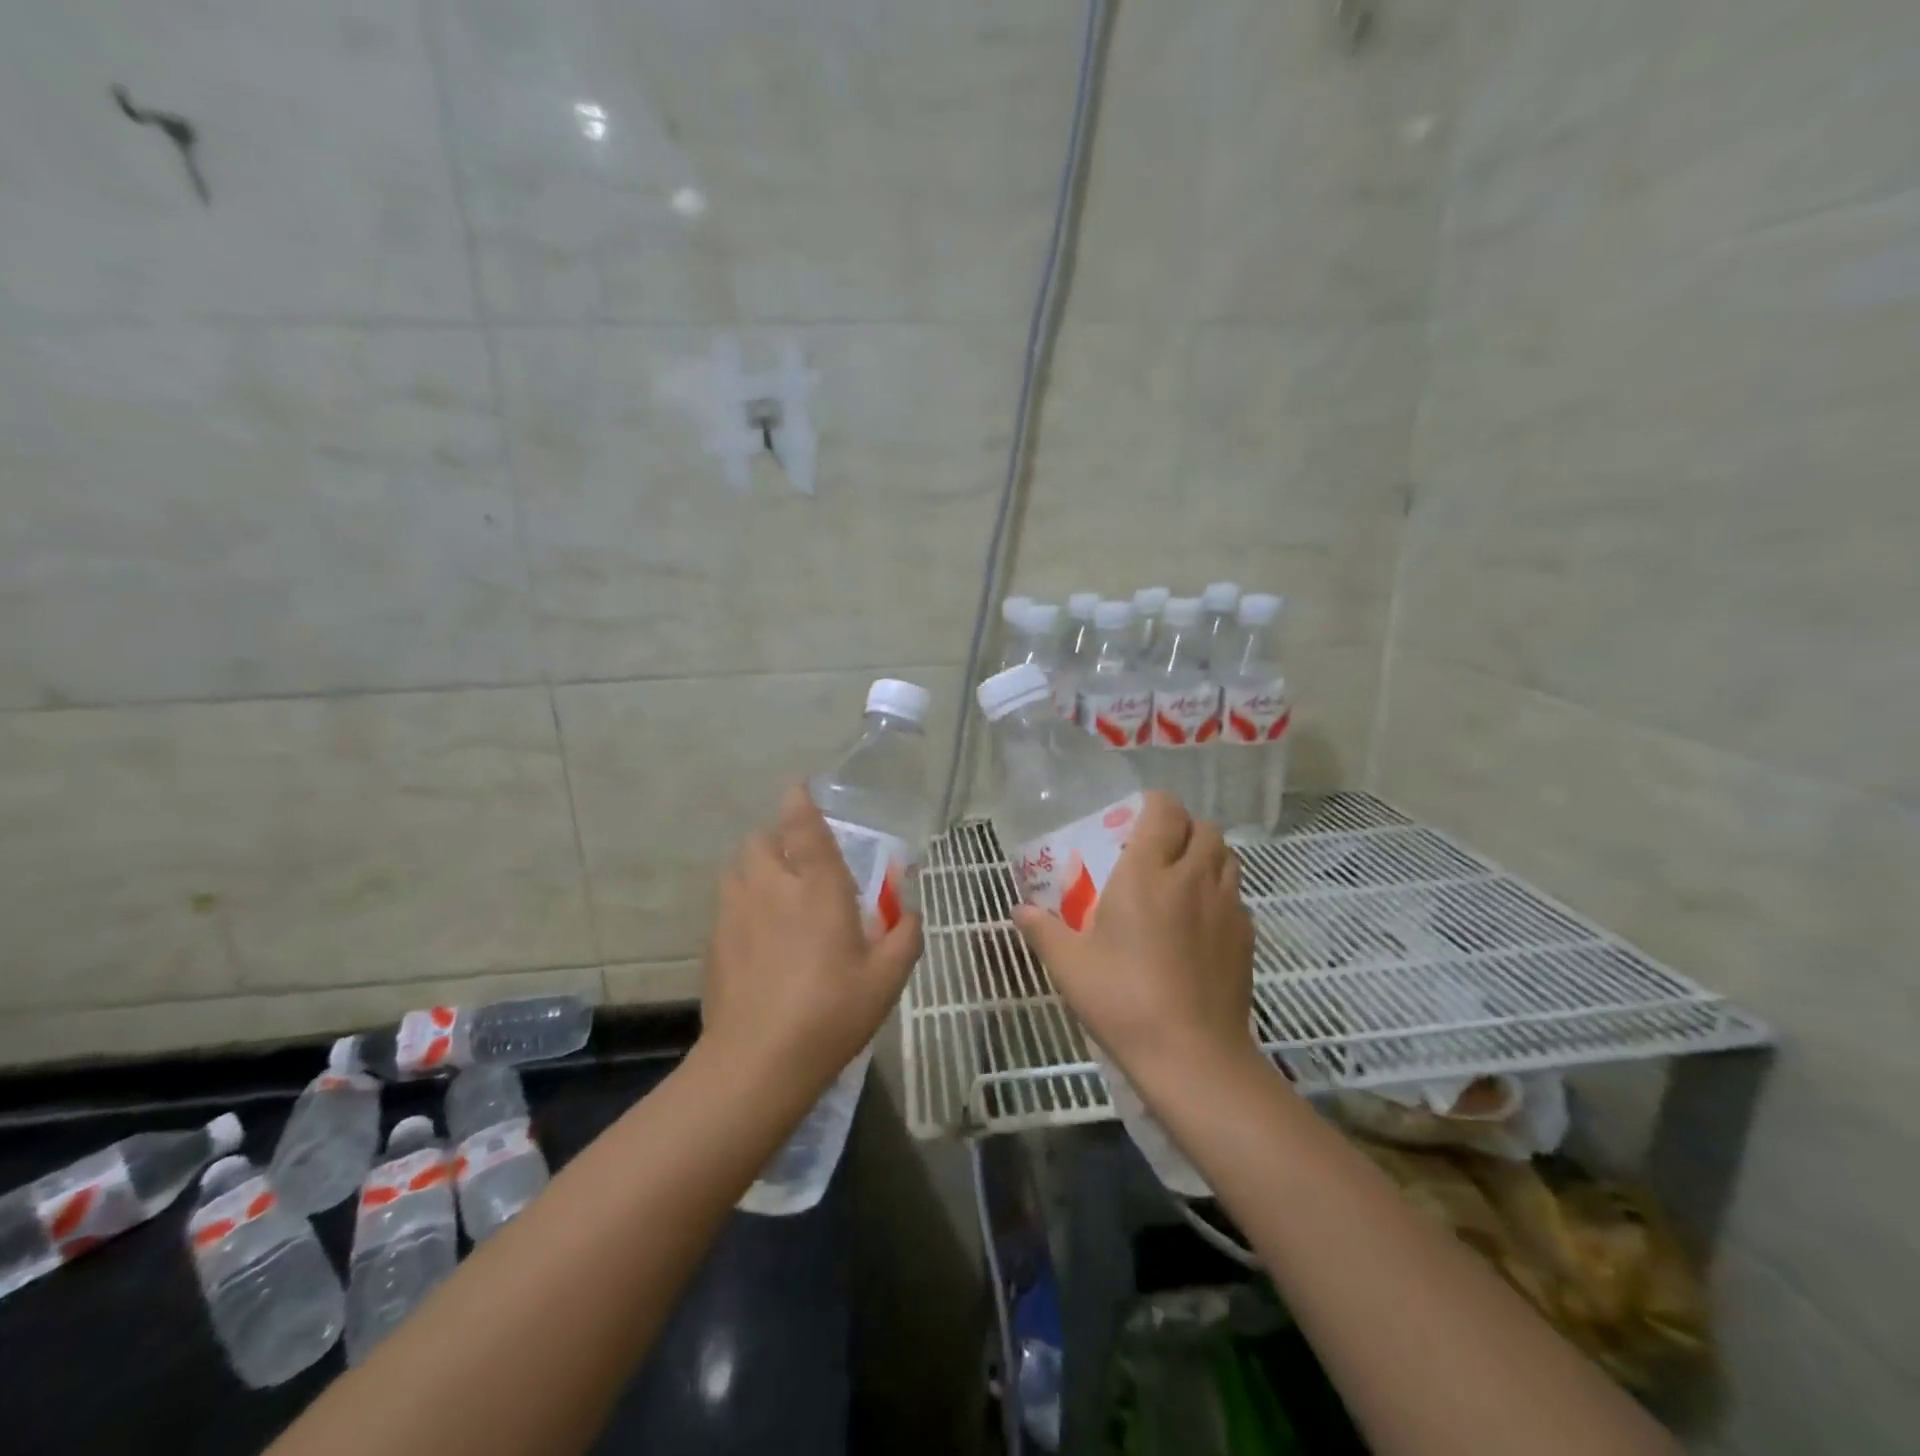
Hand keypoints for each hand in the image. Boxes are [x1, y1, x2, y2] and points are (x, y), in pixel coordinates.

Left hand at [700, 785, 922, 1105]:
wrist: (757, 1063)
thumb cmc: (831, 1013)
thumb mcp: (887, 979)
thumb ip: (905, 936)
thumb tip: (908, 912)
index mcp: (817, 889)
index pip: (803, 828)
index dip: (800, 802)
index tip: (798, 786)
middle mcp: (772, 889)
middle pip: (759, 841)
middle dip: (775, 839)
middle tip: (798, 864)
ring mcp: (736, 914)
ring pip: (737, 869)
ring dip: (755, 869)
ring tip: (775, 895)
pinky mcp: (714, 943)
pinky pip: (727, 905)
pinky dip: (742, 905)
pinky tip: (757, 937)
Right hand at [1012, 792, 1256, 1093]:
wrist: (1192, 1055)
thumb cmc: (1122, 999)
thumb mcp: (1069, 965)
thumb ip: (1041, 930)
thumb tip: (1018, 910)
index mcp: (1147, 873)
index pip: (1165, 811)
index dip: (1154, 804)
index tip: (1136, 817)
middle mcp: (1192, 878)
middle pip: (1203, 828)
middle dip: (1183, 828)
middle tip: (1158, 849)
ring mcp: (1226, 906)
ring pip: (1227, 857)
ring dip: (1206, 855)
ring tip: (1182, 879)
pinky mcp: (1246, 936)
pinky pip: (1237, 896)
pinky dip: (1220, 893)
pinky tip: (1200, 923)